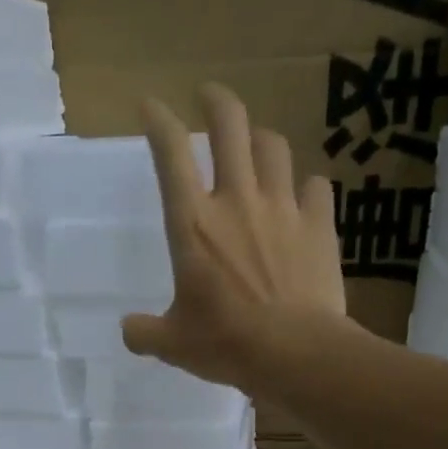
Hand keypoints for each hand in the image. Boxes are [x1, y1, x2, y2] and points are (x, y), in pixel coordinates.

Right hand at [122, 83, 348, 390]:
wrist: (295, 352)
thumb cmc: (227, 343)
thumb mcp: (173, 344)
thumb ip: (144, 332)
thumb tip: (128, 330)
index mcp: (193, 224)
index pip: (170, 153)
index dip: (158, 119)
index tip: (150, 104)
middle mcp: (237, 201)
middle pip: (229, 124)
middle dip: (216, 100)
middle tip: (209, 96)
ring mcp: (282, 208)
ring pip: (273, 146)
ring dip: (261, 139)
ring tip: (256, 145)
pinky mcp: (319, 224)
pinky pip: (315, 187)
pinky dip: (307, 187)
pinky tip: (303, 197)